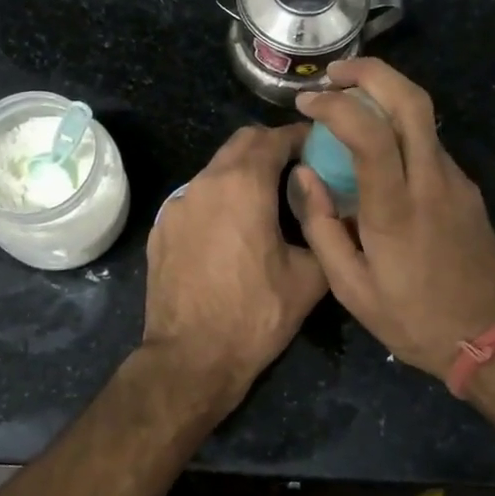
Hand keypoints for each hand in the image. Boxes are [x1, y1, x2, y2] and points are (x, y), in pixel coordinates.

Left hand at [143, 124, 328, 407]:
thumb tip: (333, 209)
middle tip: (297, 166)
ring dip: (242, 172)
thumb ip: (324, 230)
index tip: (319, 146)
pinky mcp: (162, 228)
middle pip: (240, 143)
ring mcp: (177, 205)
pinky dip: (219, 199)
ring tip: (268, 199)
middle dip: (270, 146)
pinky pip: (196, 198)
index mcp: (244, 185)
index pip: (273, 138)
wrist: (191, 358)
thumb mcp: (309, 277)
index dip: (300, 136)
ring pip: (215, 170)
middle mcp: (205, 183)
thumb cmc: (255, 315)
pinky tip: (232, 230)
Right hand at [294, 60, 494, 381]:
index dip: (336, 105)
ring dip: (386, 96)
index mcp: (396, 208)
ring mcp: (456, 182)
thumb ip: (321, 226)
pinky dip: (401, 129)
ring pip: (425, 117)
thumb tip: (302, 175)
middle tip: (335, 73)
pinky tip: (380, 150)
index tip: (307, 101)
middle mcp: (432, 182)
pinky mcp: (468, 189)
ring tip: (349, 106)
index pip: (370, 132)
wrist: (492, 339)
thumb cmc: (412, 318)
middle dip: (372, 72)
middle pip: (412, 100)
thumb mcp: (350, 287)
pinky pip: (430, 144)